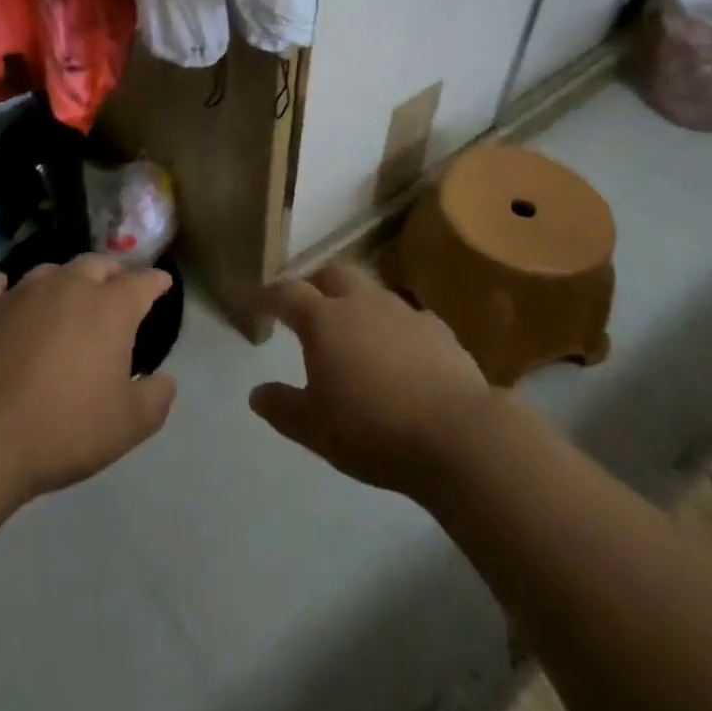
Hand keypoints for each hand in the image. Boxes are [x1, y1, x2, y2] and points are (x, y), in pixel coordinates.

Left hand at [0, 256, 176, 501]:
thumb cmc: (64, 428)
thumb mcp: (127, 426)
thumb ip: (155, 398)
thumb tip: (165, 380)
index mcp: (109, 308)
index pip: (142, 282)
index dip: (156, 281)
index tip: (162, 284)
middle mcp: (68, 286)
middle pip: (97, 264)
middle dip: (112, 273)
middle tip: (115, 291)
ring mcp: (22, 292)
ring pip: (51, 270)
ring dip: (65, 280)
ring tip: (66, 298)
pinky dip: (9, 290)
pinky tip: (9, 299)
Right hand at [250, 262, 490, 500]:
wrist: (459, 436)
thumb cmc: (374, 429)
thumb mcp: (316, 429)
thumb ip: (283, 407)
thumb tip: (256, 393)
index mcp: (323, 319)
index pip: (286, 293)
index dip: (266, 294)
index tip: (251, 297)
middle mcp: (361, 303)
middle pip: (332, 274)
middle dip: (315, 283)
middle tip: (307, 305)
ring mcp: (404, 312)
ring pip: (371, 291)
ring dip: (356, 302)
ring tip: (354, 329)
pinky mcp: (439, 331)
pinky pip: (408, 318)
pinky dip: (394, 327)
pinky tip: (400, 351)